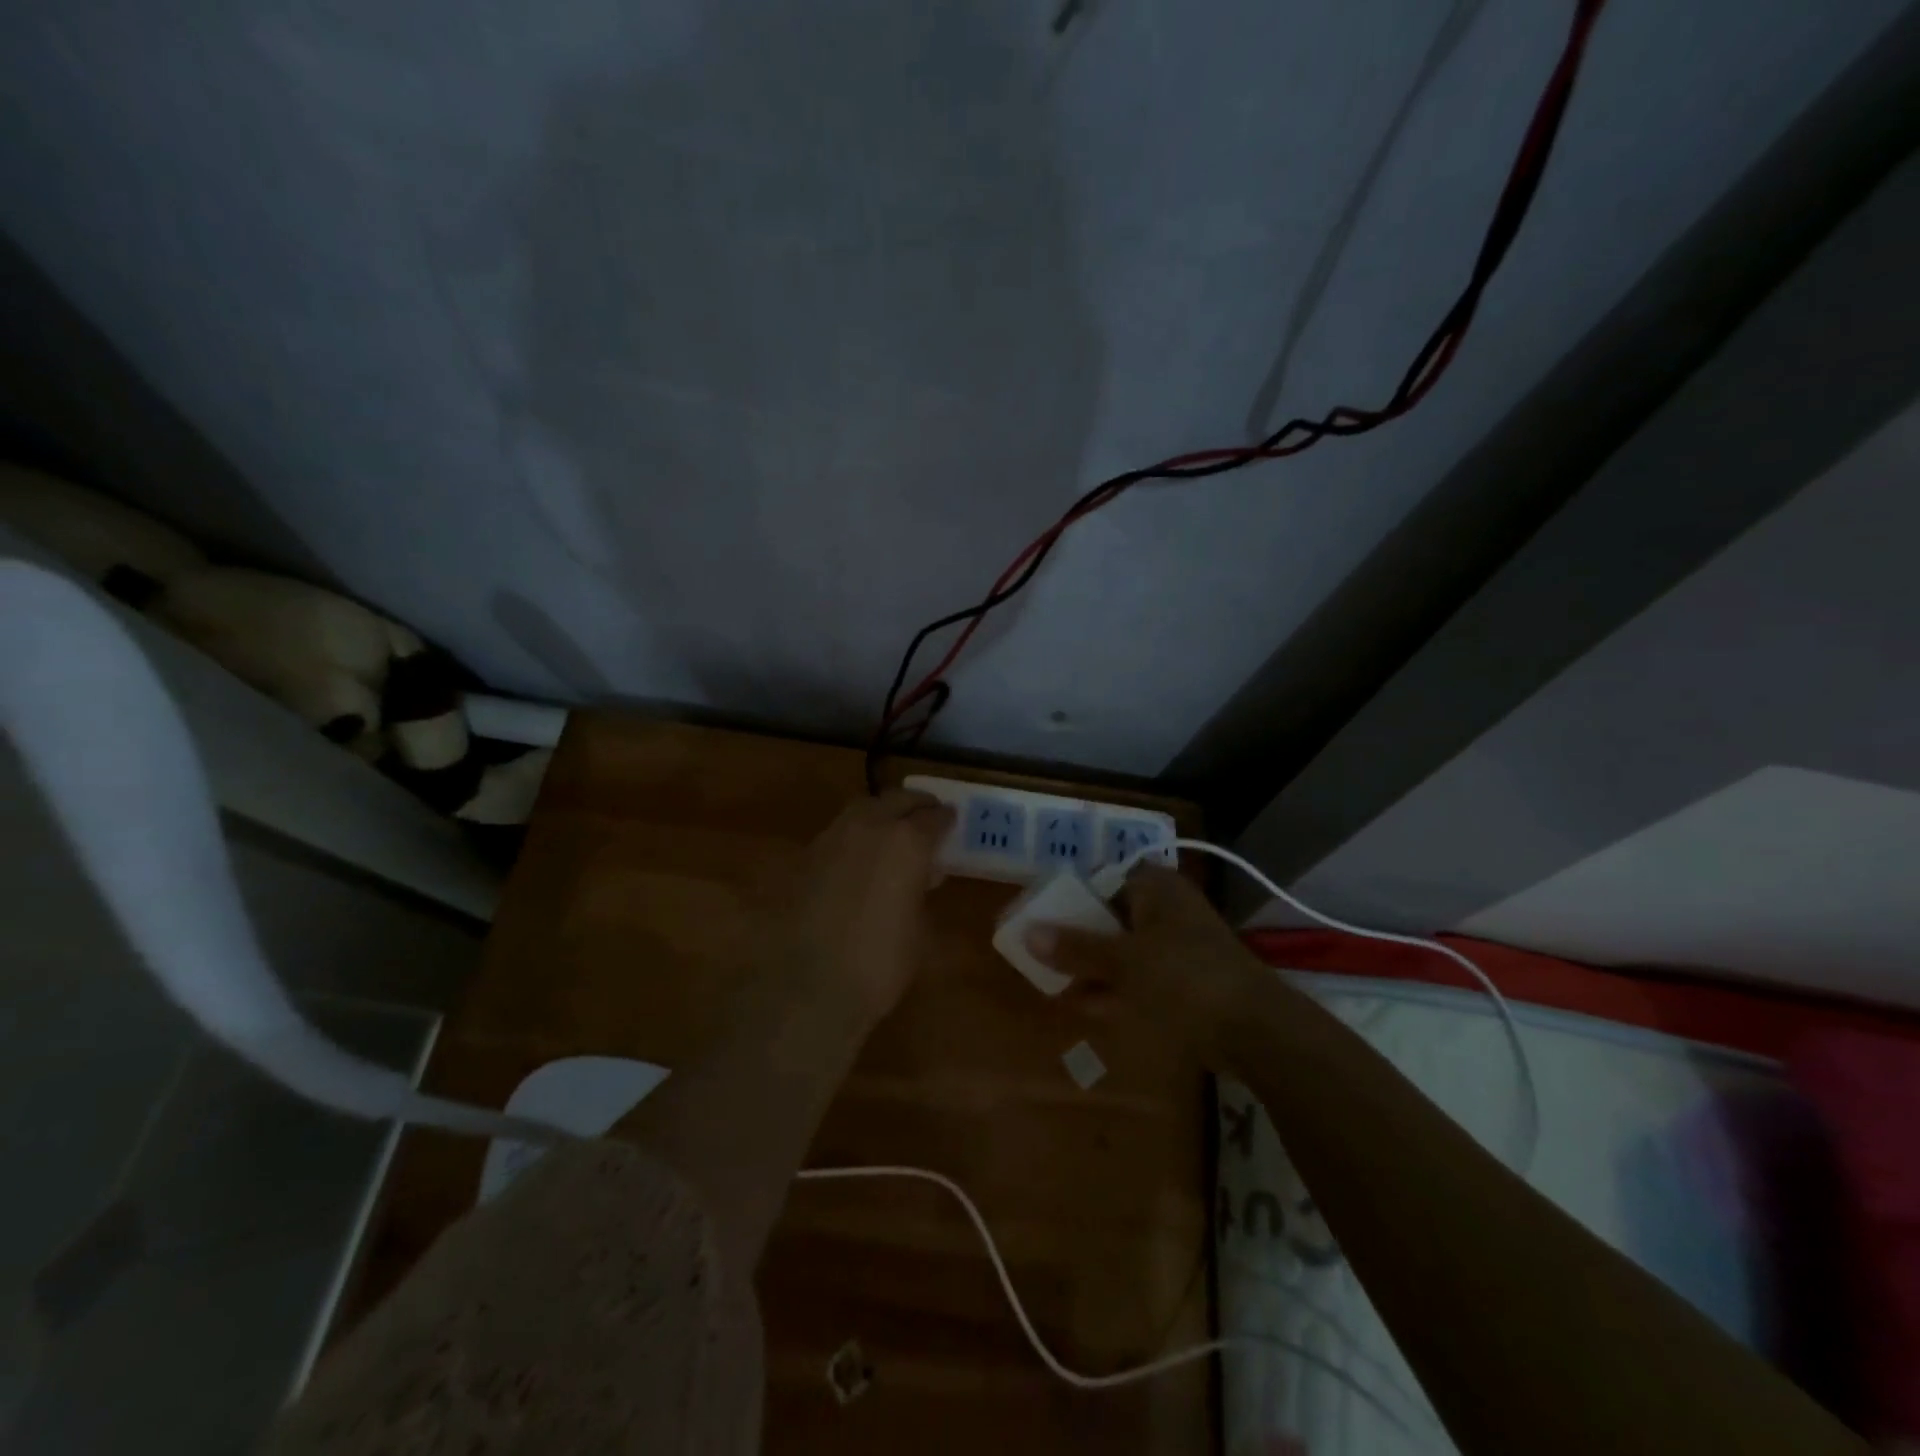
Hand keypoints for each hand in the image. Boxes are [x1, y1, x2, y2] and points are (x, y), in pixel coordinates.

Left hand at [769, 789, 953, 1025]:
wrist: (810, 985)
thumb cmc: (880, 963)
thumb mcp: (919, 928)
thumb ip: (921, 889)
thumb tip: (920, 876)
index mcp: (907, 842)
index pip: (934, 817)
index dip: (946, 819)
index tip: (953, 822)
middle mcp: (870, 827)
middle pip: (897, 799)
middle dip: (915, 804)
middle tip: (927, 816)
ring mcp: (834, 837)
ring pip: (864, 807)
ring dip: (883, 812)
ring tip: (893, 831)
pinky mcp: (808, 855)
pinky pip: (840, 830)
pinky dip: (857, 833)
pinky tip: (861, 856)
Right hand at [1026, 865, 1272, 1068]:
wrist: (1256, 1030)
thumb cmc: (1184, 978)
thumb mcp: (1123, 961)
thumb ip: (1075, 947)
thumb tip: (1027, 932)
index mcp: (1155, 888)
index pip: (1102, 879)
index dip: (1070, 897)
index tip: (1042, 918)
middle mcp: (1167, 909)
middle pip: (1110, 916)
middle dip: (1078, 938)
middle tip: (1043, 955)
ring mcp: (1180, 946)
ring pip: (1125, 950)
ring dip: (1093, 967)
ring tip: (1055, 984)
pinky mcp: (1187, 981)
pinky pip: (1141, 977)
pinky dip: (1116, 988)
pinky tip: (1086, 1006)